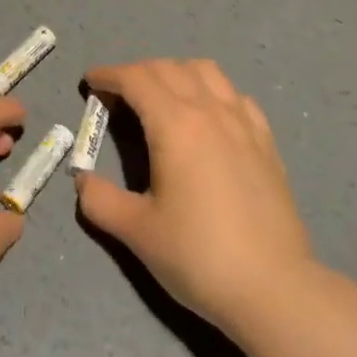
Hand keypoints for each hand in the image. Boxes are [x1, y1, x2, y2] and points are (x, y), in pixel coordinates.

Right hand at [76, 59, 313, 337]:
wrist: (273, 288)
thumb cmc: (198, 255)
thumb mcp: (136, 232)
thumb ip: (100, 200)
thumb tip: (82, 180)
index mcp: (175, 125)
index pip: (136, 79)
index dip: (109, 74)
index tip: (91, 81)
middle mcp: (210, 111)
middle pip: (168, 68)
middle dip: (137, 72)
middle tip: (117, 96)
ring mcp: (244, 123)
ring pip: (206, 72)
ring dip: (176, 73)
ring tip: (161, 98)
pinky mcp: (266, 141)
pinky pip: (235, 96)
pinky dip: (212, 92)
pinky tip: (208, 118)